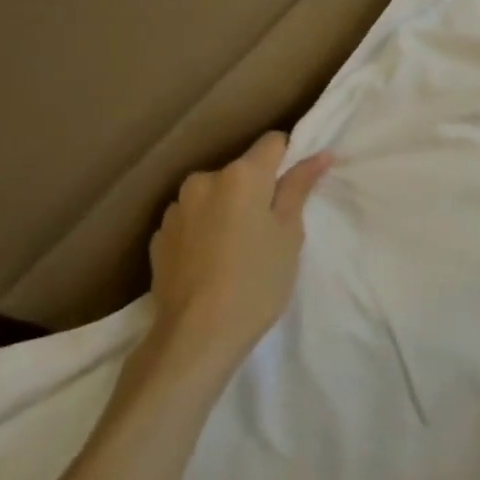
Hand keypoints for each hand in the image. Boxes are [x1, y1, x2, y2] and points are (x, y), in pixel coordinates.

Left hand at [136, 133, 331, 393]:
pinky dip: (205, 230)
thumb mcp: (289, 234)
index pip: (273, 143)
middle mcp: (204, 180)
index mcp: (241, 175)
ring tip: (238, 249)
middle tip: (271, 230)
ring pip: (215, 195)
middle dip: (257, 190)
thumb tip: (320, 154)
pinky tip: (212, 263)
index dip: (290, 160)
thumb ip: (299, 188)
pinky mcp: (159, 235)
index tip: (296, 191)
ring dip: (228, 209)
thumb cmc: (257, 281)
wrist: (196, 336)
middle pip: (242, 171)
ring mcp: (176, 208)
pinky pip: (192, 219)